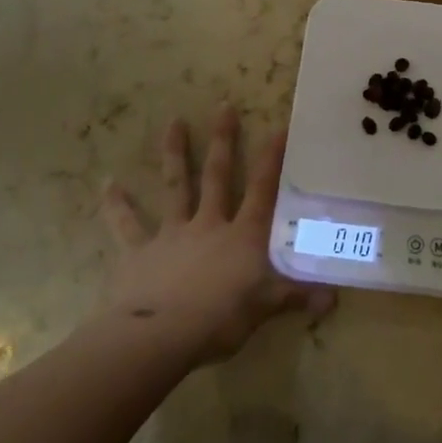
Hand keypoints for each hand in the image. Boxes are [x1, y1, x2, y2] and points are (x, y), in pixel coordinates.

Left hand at [100, 107, 333, 364]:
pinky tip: (107, 184)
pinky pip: (127, 225)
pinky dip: (117, 205)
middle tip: (223, 106)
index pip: (262, 190)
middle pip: (217, 176)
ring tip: (173, 122)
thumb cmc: (219, 319)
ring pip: (175, 187)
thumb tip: (334, 299)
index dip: (272, 159)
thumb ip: (297, 297)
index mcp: (242, 236)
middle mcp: (208, 225)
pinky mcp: (139, 252)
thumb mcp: (265, 308)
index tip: (279, 127)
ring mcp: (172, 234)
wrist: (159, 336)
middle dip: (222, 141)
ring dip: (174, 154)